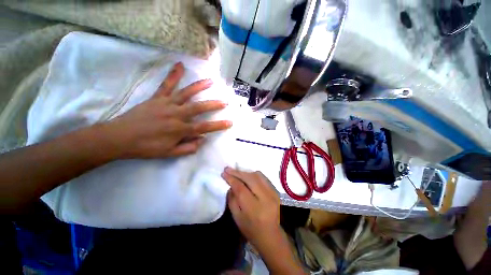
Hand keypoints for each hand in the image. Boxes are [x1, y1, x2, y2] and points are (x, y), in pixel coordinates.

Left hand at [102, 62, 231, 158]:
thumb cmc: (146, 147)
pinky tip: (180, 65)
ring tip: (210, 81)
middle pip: (198, 108)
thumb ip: (188, 148)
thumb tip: (202, 139)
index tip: (229, 122)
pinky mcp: (157, 98)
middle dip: (213, 105)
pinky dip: (174, 75)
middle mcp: (176, 114)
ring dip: (199, 87)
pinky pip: (166, 85)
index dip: (218, 125)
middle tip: (225, 101)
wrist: (119, 137)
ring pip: (186, 93)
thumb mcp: (169, 153)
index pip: (204, 127)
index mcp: (179, 129)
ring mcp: (166, 104)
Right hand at [222, 167, 305, 273]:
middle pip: (250, 179)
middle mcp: (266, 199)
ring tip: (236, 172)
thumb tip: (230, 183)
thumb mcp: (236, 217)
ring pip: (257, 175)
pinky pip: (263, 177)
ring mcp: (273, 193)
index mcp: (254, 209)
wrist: (270, 235)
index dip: (231, 179)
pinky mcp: (276, 191)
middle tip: (228, 169)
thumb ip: (232, 199)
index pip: (241, 188)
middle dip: (237, 172)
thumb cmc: (250, 229)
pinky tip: (247, 176)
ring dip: (245, 172)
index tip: (224, 173)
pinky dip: (253, 175)